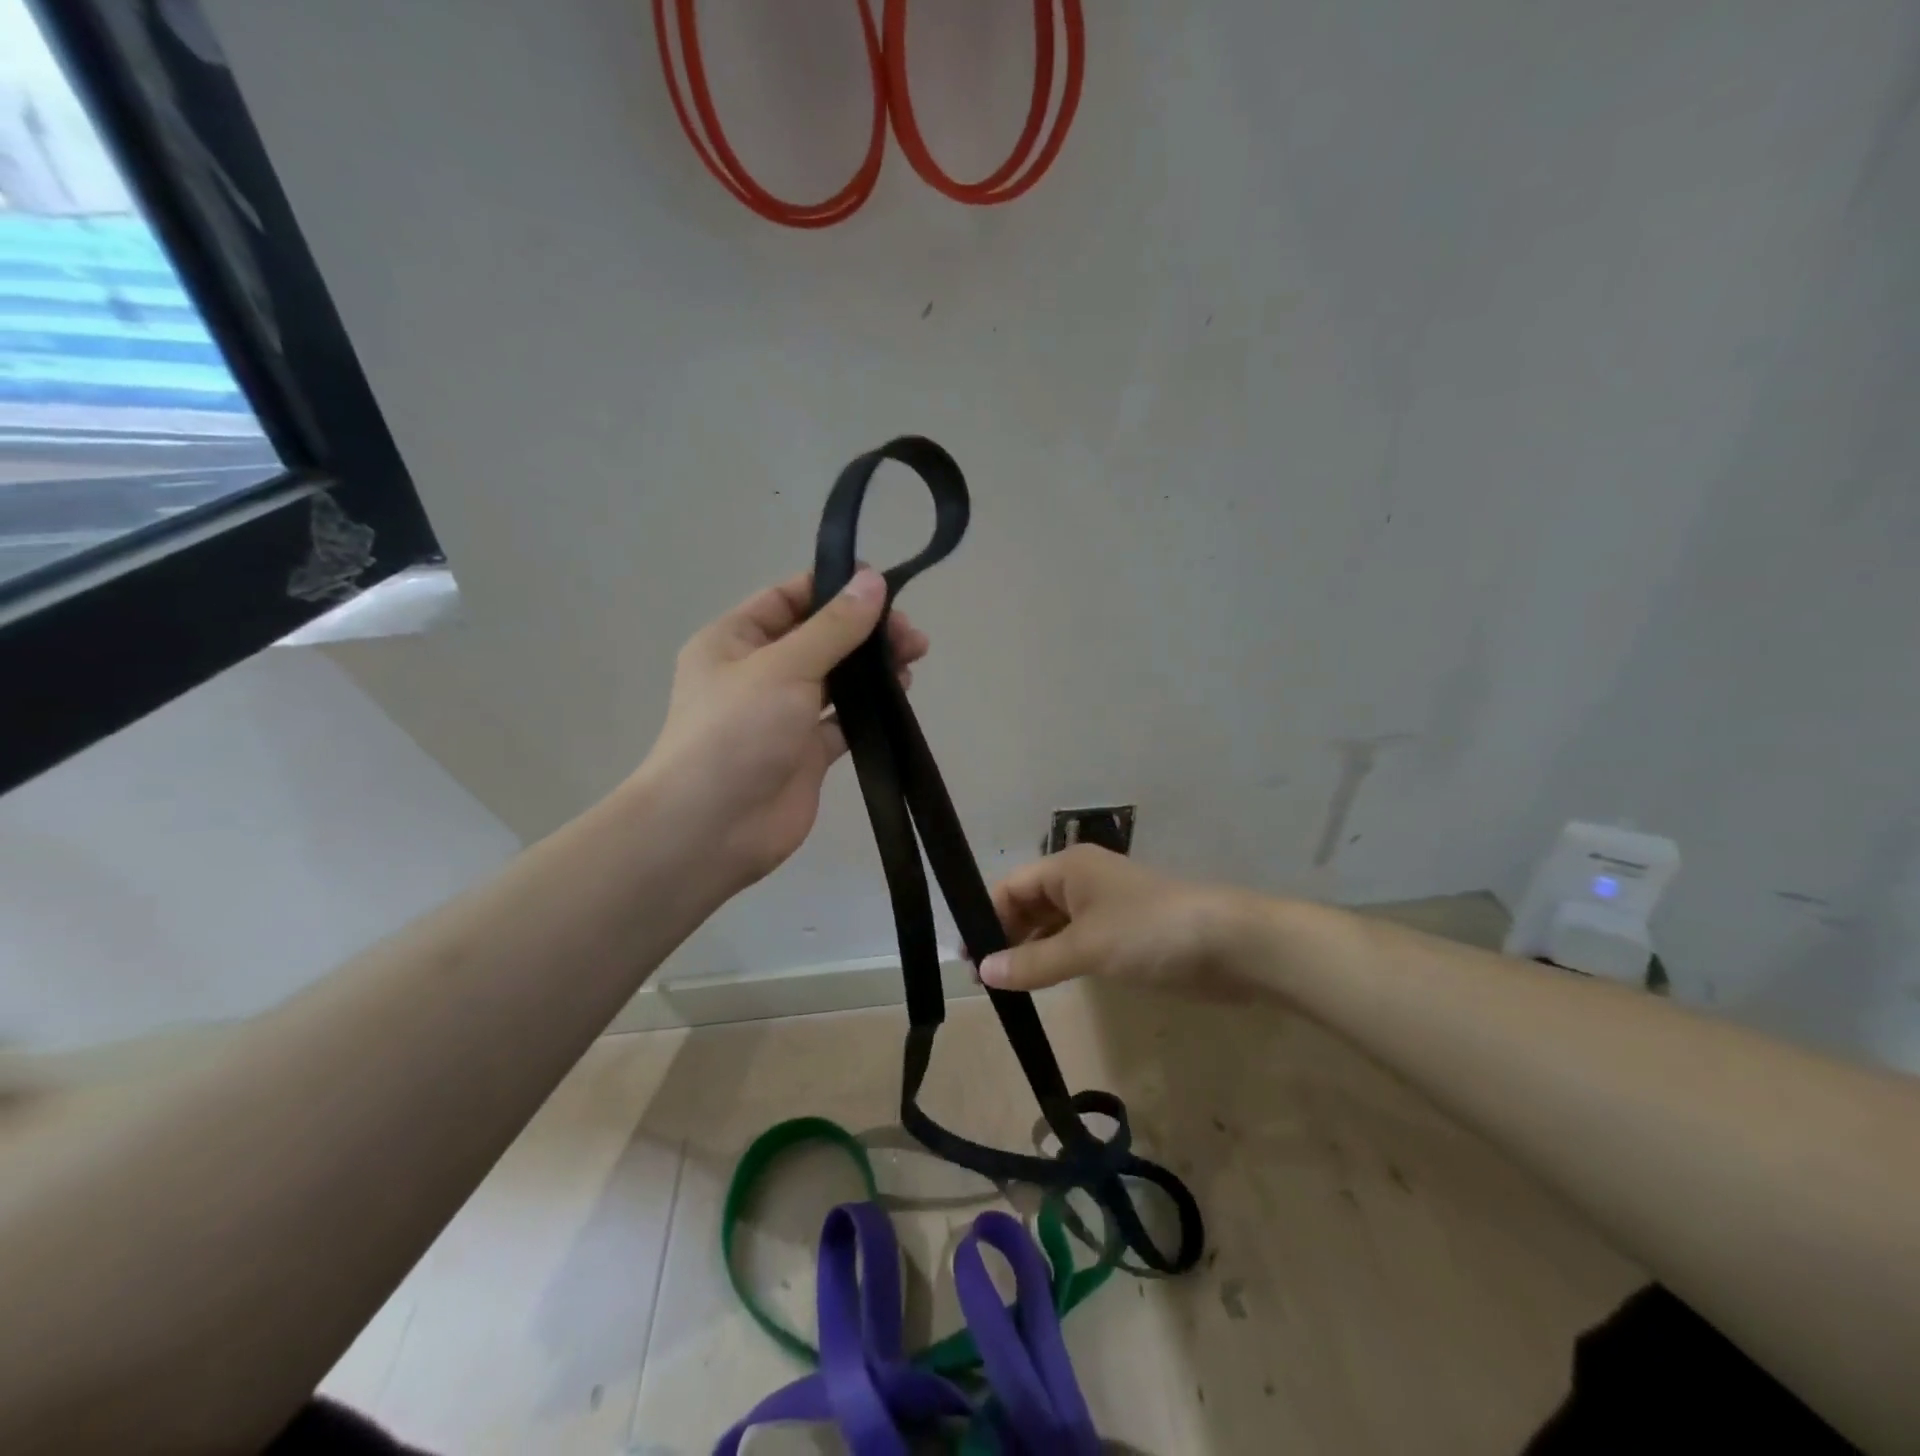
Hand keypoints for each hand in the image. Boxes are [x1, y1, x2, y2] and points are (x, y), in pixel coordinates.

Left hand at [639, 567, 927, 893]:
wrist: (712, 829)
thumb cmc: (736, 732)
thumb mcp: (784, 666)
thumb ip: (834, 626)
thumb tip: (873, 581)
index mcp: (734, 641)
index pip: (788, 599)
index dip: (833, 588)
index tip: (883, 588)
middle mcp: (757, 674)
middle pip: (818, 638)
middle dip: (863, 630)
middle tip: (910, 635)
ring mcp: (783, 715)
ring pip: (835, 679)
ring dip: (871, 667)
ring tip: (913, 659)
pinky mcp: (806, 753)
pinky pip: (843, 721)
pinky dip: (870, 708)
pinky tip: (899, 696)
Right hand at [980, 846, 1261, 1000]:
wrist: (1230, 944)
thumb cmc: (1150, 932)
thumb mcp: (1086, 947)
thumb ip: (1033, 962)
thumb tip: (983, 972)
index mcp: (1067, 868)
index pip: (1010, 888)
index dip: (986, 920)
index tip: (967, 960)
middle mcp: (1081, 881)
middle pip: (1029, 905)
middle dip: (1005, 937)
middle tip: (984, 980)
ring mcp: (1104, 908)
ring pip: (1052, 926)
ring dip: (1030, 951)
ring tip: (1006, 987)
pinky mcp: (1123, 934)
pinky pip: (1076, 942)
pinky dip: (1057, 959)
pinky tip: (1044, 983)